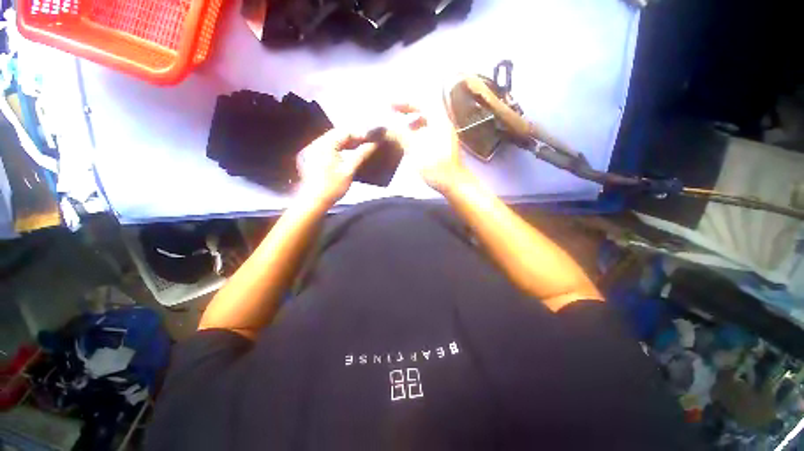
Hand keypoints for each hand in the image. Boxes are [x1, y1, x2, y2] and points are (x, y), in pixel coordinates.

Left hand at [295, 129, 376, 207]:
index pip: (345, 132)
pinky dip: (339, 148)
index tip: (372, 139)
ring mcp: (313, 150)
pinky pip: (328, 147)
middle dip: (353, 137)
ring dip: (346, 143)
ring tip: (359, 147)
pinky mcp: (312, 157)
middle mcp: (317, 143)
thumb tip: (374, 144)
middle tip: (367, 142)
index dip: (360, 134)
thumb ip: (361, 154)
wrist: (314, 201)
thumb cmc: (333, 186)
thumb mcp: (349, 170)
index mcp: (325, 144)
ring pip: (333, 140)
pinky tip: (347, 153)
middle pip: (338, 134)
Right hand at [385, 104, 467, 193]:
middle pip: (425, 111)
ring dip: (413, 124)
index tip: (390, 105)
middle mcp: (444, 125)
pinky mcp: (444, 147)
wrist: (453, 183)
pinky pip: (429, 133)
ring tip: (402, 131)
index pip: (421, 103)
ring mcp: (446, 136)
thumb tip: (386, 127)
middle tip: (395, 115)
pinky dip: (418, 134)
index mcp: (439, 121)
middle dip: (409, 112)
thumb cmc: (434, 165)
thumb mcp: (414, 149)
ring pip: (427, 124)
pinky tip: (412, 144)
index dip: (404, 102)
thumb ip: (400, 135)